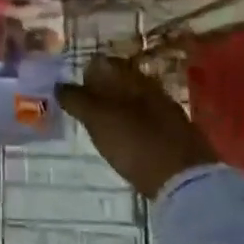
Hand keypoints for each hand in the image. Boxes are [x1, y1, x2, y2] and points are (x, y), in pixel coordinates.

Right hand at [56, 56, 216, 199]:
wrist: (185, 180)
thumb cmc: (135, 143)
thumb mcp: (98, 120)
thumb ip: (77, 100)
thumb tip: (59, 85)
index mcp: (133, 78)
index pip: (105, 63)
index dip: (87, 72)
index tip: (73, 90)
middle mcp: (152, 88)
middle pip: (121, 81)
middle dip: (101, 91)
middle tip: (82, 109)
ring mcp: (167, 112)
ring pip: (134, 101)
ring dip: (117, 109)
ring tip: (100, 127)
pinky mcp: (176, 135)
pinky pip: (146, 121)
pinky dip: (132, 126)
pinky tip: (125, 142)